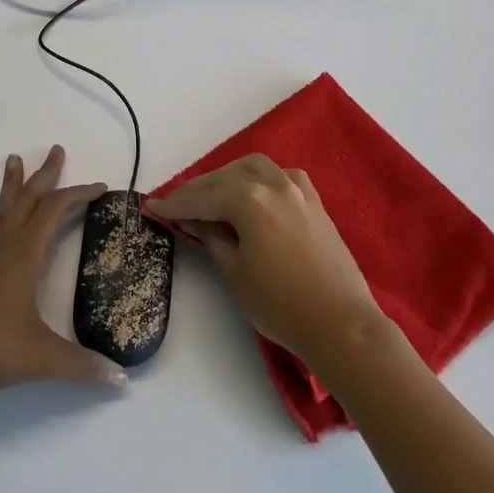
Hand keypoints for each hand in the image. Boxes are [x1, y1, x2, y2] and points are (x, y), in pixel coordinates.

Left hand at [0, 145, 126, 391]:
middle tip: (56, 150)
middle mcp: (5, 251)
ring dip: (9, 188)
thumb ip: (83, 366)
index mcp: (26, 257)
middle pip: (28, 203)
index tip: (102, 187)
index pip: (55, 212)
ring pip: (0, 216)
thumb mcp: (42, 358)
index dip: (79, 195)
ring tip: (12, 158)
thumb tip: (122, 380)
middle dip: (45, 176)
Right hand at [149, 154, 383, 368]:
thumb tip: (194, 220)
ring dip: (228, 178)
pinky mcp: (314, 201)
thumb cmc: (280, 304)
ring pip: (254, 169)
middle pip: (225, 177)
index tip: (152, 207)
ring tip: (211, 197)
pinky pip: (279, 177)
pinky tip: (252, 194)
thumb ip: (211, 238)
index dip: (174, 204)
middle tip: (177, 206)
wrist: (341, 324)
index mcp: (249, 199)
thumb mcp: (234, 272)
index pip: (202, 196)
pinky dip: (258, 180)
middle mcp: (273, 183)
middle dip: (199, 189)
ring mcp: (298, 189)